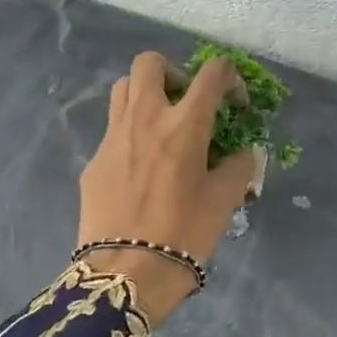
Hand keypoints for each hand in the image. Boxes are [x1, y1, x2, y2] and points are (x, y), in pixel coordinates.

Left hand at [77, 52, 259, 324]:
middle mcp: (145, 118)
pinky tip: (142, 168)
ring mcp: (113, 137)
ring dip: (145, 95)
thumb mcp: (225, 200)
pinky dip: (131, 134)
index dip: (230, 78)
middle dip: (173, 72)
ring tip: (162, 127)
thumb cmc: (185, 233)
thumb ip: (239, 167)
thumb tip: (243, 153)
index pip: (212, 74)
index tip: (235, 102)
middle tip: (187, 102)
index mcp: (185, 124)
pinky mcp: (93, 161)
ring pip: (123, 89)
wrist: (127, 272)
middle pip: (150, 64)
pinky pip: (113, 130)